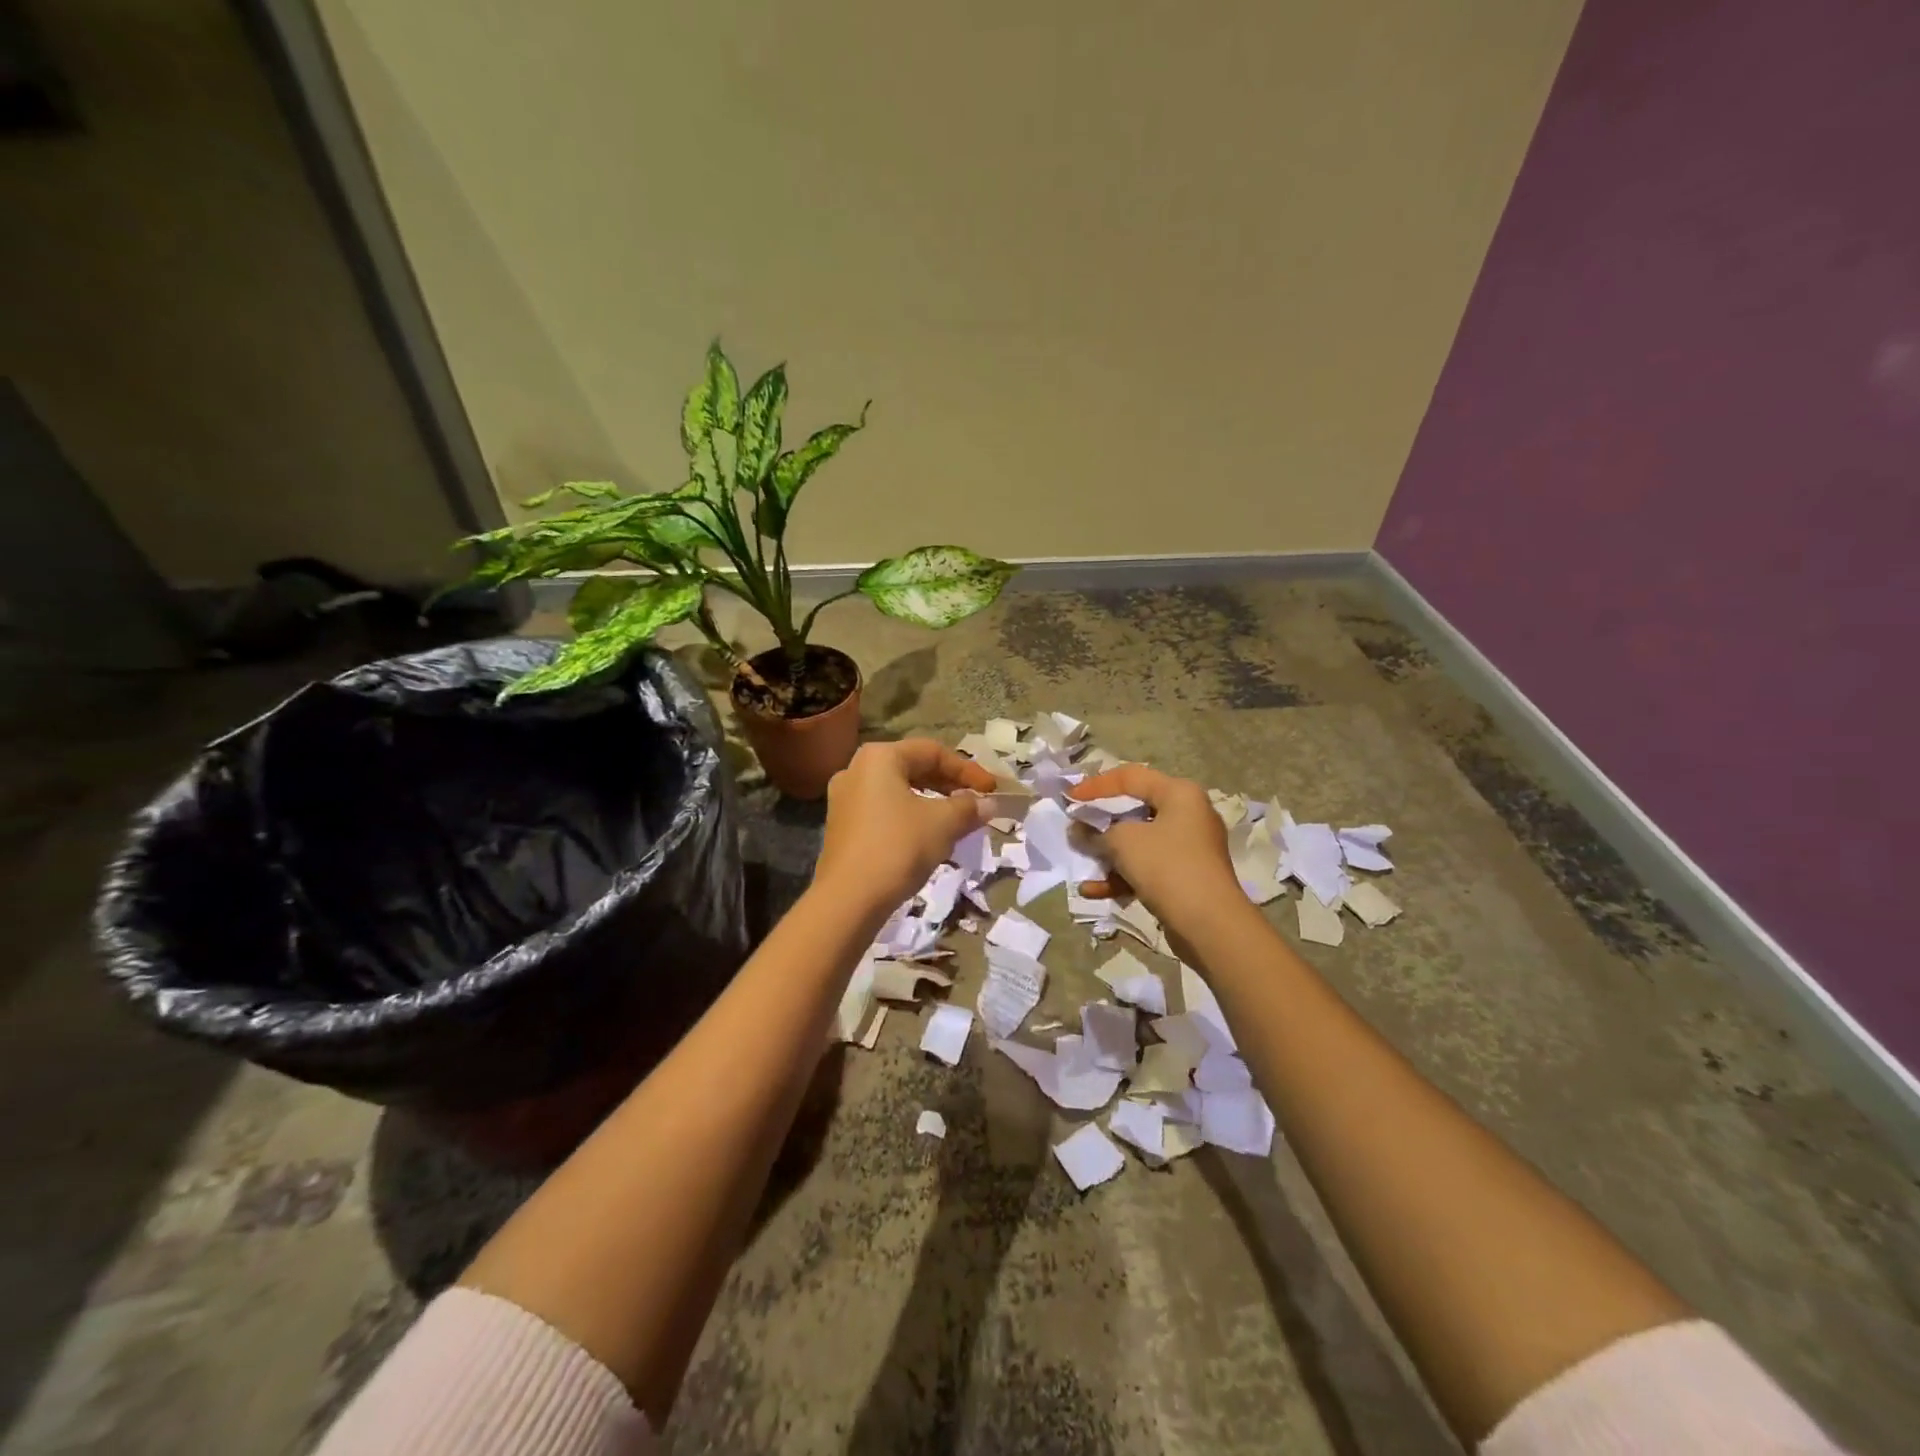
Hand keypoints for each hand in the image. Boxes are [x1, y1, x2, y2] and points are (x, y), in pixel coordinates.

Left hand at [813, 738, 993, 916]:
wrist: (849, 899)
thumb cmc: (898, 847)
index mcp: (880, 757)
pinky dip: (910, 817)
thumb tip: (988, 804)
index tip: (992, 790)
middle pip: (913, 768)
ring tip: (957, 822)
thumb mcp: (943, 824)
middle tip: (977, 803)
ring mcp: (845, 799)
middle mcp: (856, 769)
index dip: (968, 770)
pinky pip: (884, 811)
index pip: (933, 752)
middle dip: (949, 786)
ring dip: (932, 803)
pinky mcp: (842, 827)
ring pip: (899, 791)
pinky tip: (929, 838)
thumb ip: (968, 807)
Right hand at [1070, 764, 1243, 932]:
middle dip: (1100, 822)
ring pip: (1138, 843)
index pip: (1130, 777)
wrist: (1209, 924)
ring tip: (1081, 863)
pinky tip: (1093, 890)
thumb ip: (1095, 833)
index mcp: (1179, 793)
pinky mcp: (1184, 877)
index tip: (1069, 799)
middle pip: (1134, 810)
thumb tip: (1078, 831)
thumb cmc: (1167, 866)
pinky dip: (1121, 876)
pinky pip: (1146, 868)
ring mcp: (1188, 848)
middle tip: (1075, 828)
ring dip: (1107, 854)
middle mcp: (1188, 815)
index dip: (1095, 786)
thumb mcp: (1123, 842)